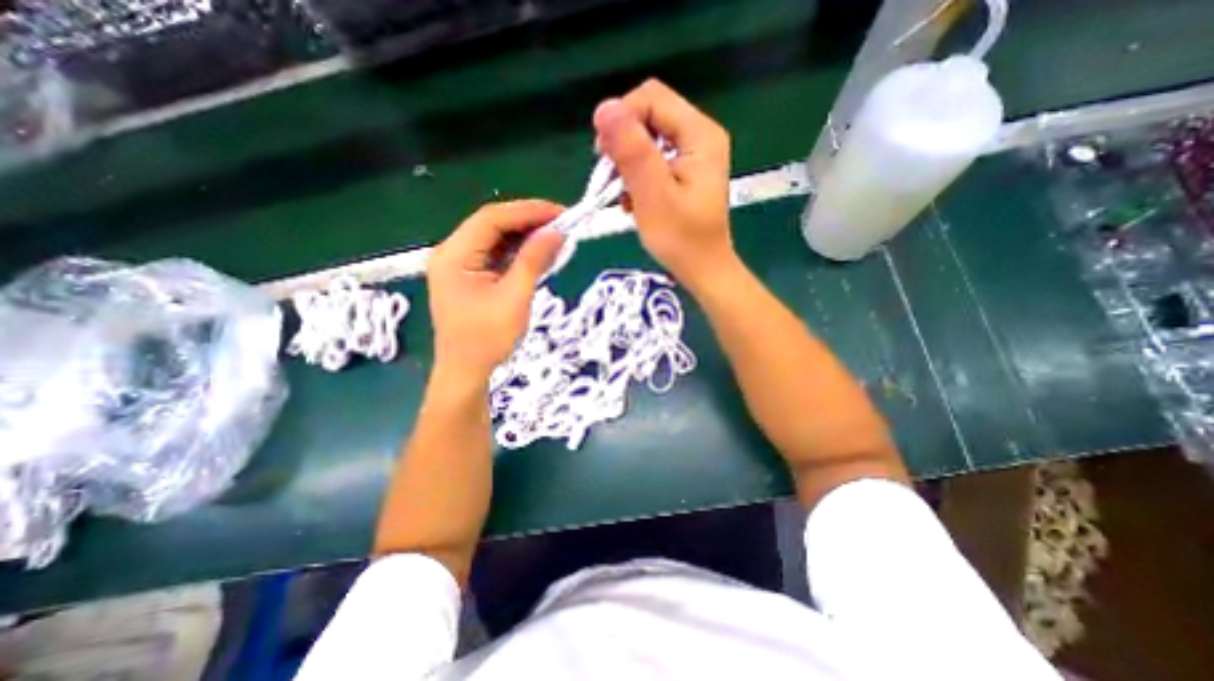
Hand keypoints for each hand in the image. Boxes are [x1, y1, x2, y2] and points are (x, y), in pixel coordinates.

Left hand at [427, 201, 563, 382]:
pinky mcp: (472, 279)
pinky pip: (498, 258)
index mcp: (454, 255)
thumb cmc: (487, 339)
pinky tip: (542, 256)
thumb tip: (556, 232)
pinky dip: (520, 255)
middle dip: (529, 223)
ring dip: (527, 239)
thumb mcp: (514, 297)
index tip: (560, 213)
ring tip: (557, 238)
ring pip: (497, 241)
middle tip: (562, 224)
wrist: (467, 373)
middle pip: (493, 226)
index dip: (528, 211)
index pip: (492, 219)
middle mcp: (453, 254)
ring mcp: (461, 267)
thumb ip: (533, 260)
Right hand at [590, 77, 729, 290]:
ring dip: (627, 164)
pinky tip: (632, 201)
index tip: (603, 156)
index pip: (651, 98)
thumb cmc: (681, 238)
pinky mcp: (685, 173)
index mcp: (699, 134)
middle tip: (610, 179)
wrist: (703, 270)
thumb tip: (604, 108)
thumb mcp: (653, 195)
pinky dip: (637, 177)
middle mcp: (700, 137)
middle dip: (623, 144)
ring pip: (648, 140)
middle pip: (649, 116)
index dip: (622, 119)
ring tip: (622, 196)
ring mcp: (694, 156)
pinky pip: (653, 160)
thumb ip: (632, 151)